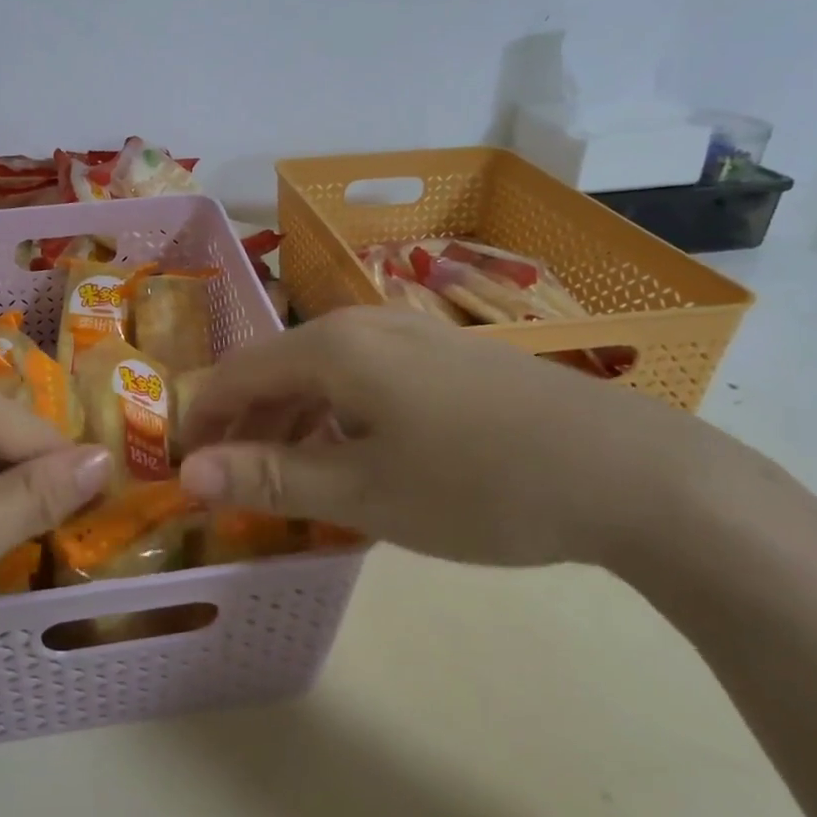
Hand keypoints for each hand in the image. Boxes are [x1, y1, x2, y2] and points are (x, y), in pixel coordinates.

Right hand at [178, 305, 744, 569]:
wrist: (631, 474)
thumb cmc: (478, 485)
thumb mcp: (362, 493)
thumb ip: (267, 477)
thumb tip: (186, 475)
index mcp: (329, 347)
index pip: (234, 374)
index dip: (202, 420)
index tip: (184, 469)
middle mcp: (362, 323)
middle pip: (275, 369)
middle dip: (245, 425)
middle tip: (233, 485)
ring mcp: (408, 333)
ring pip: (321, 373)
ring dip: (291, 423)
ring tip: (287, 481)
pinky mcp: (444, 354)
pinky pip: (363, 377)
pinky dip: (337, 416)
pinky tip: (354, 458)